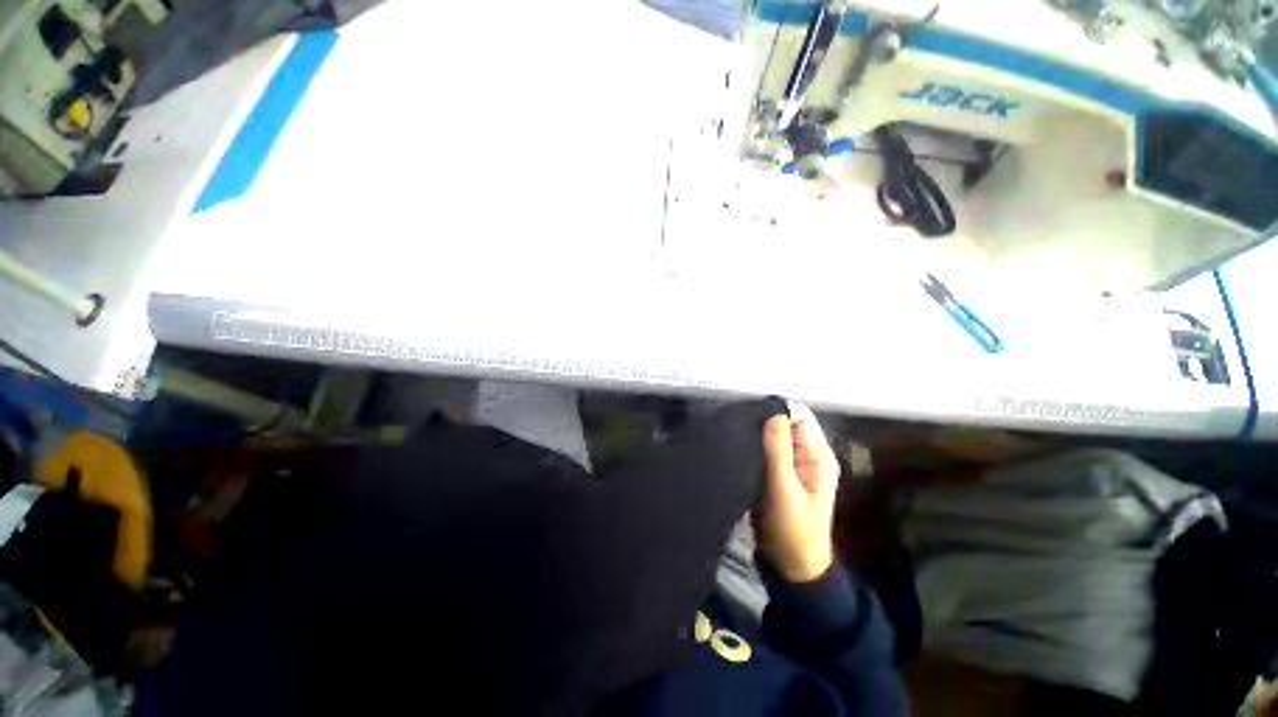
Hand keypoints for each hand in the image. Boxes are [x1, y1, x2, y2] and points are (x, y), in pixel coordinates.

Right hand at [753, 406, 840, 583]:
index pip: (801, 417)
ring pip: (774, 436)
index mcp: (818, 456)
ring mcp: (793, 464)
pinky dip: (754, 446)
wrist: (789, 564)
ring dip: (757, 433)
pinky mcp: (778, 472)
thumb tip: (773, 413)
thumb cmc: (792, 530)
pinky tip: (737, 446)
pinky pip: (766, 450)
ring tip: (735, 433)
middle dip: (765, 421)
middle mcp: (807, 455)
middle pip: (787, 424)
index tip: (750, 414)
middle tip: (738, 424)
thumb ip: (778, 451)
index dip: (778, 412)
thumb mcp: (784, 489)